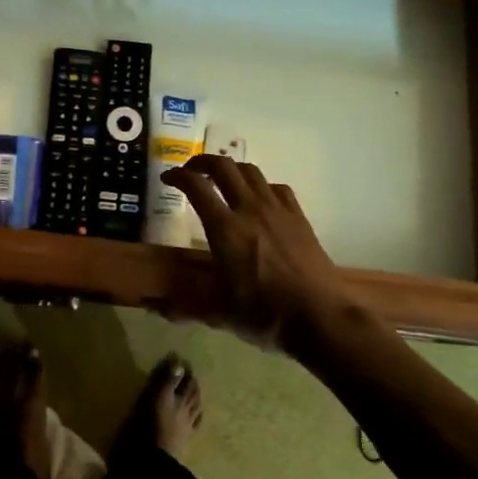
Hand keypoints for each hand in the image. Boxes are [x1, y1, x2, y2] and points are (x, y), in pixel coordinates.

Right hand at [163, 155, 355, 350]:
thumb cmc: (265, 314)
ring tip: (222, 179)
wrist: (321, 316)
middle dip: (203, 162)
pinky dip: (260, 185)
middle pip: (224, 167)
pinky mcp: (298, 217)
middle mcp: (249, 209)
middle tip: (191, 171)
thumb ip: (186, 305)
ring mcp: (277, 210)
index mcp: (225, 228)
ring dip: (231, 169)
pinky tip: (259, 198)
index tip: (167, 178)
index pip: (196, 187)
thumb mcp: (219, 312)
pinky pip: (276, 187)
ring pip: (251, 171)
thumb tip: (155, 309)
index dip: (178, 176)